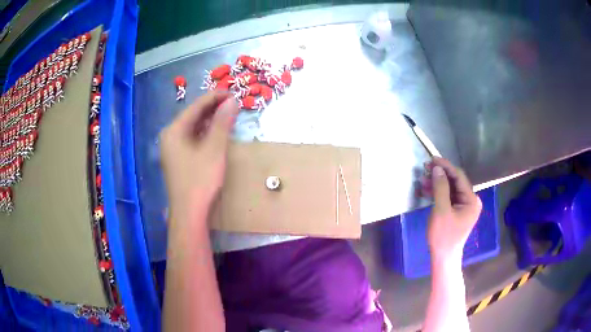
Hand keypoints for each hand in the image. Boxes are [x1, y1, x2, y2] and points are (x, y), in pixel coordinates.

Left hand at [160, 91, 239, 224]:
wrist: (189, 214)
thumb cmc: (200, 180)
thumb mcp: (214, 149)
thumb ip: (222, 123)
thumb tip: (232, 101)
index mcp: (174, 130)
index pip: (196, 107)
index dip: (215, 97)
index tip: (233, 93)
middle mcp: (170, 136)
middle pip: (193, 116)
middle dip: (213, 108)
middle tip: (233, 103)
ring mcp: (172, 149)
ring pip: (193, 128)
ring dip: (210, 121)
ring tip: (228, 115)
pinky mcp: (178, 159)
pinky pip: (192, 139)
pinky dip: (205, 134)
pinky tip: (217, 133)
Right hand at [422, 157, 481, 263]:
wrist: (443, 258)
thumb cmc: (443, 236)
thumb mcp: (441, 211)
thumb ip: (441, 188)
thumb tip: (437, 169)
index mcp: (471, 200)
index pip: (459, 177)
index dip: (446, 166)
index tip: (432, 159)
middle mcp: (470, 200)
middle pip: (455, 182)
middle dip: (440, 175)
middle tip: (425, 168)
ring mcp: (464, 206)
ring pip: (450, 189)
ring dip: (437, 184)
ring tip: (422, 181)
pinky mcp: (457, 211)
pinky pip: (448, 197)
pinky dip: (437, 193)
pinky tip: (426, 191)